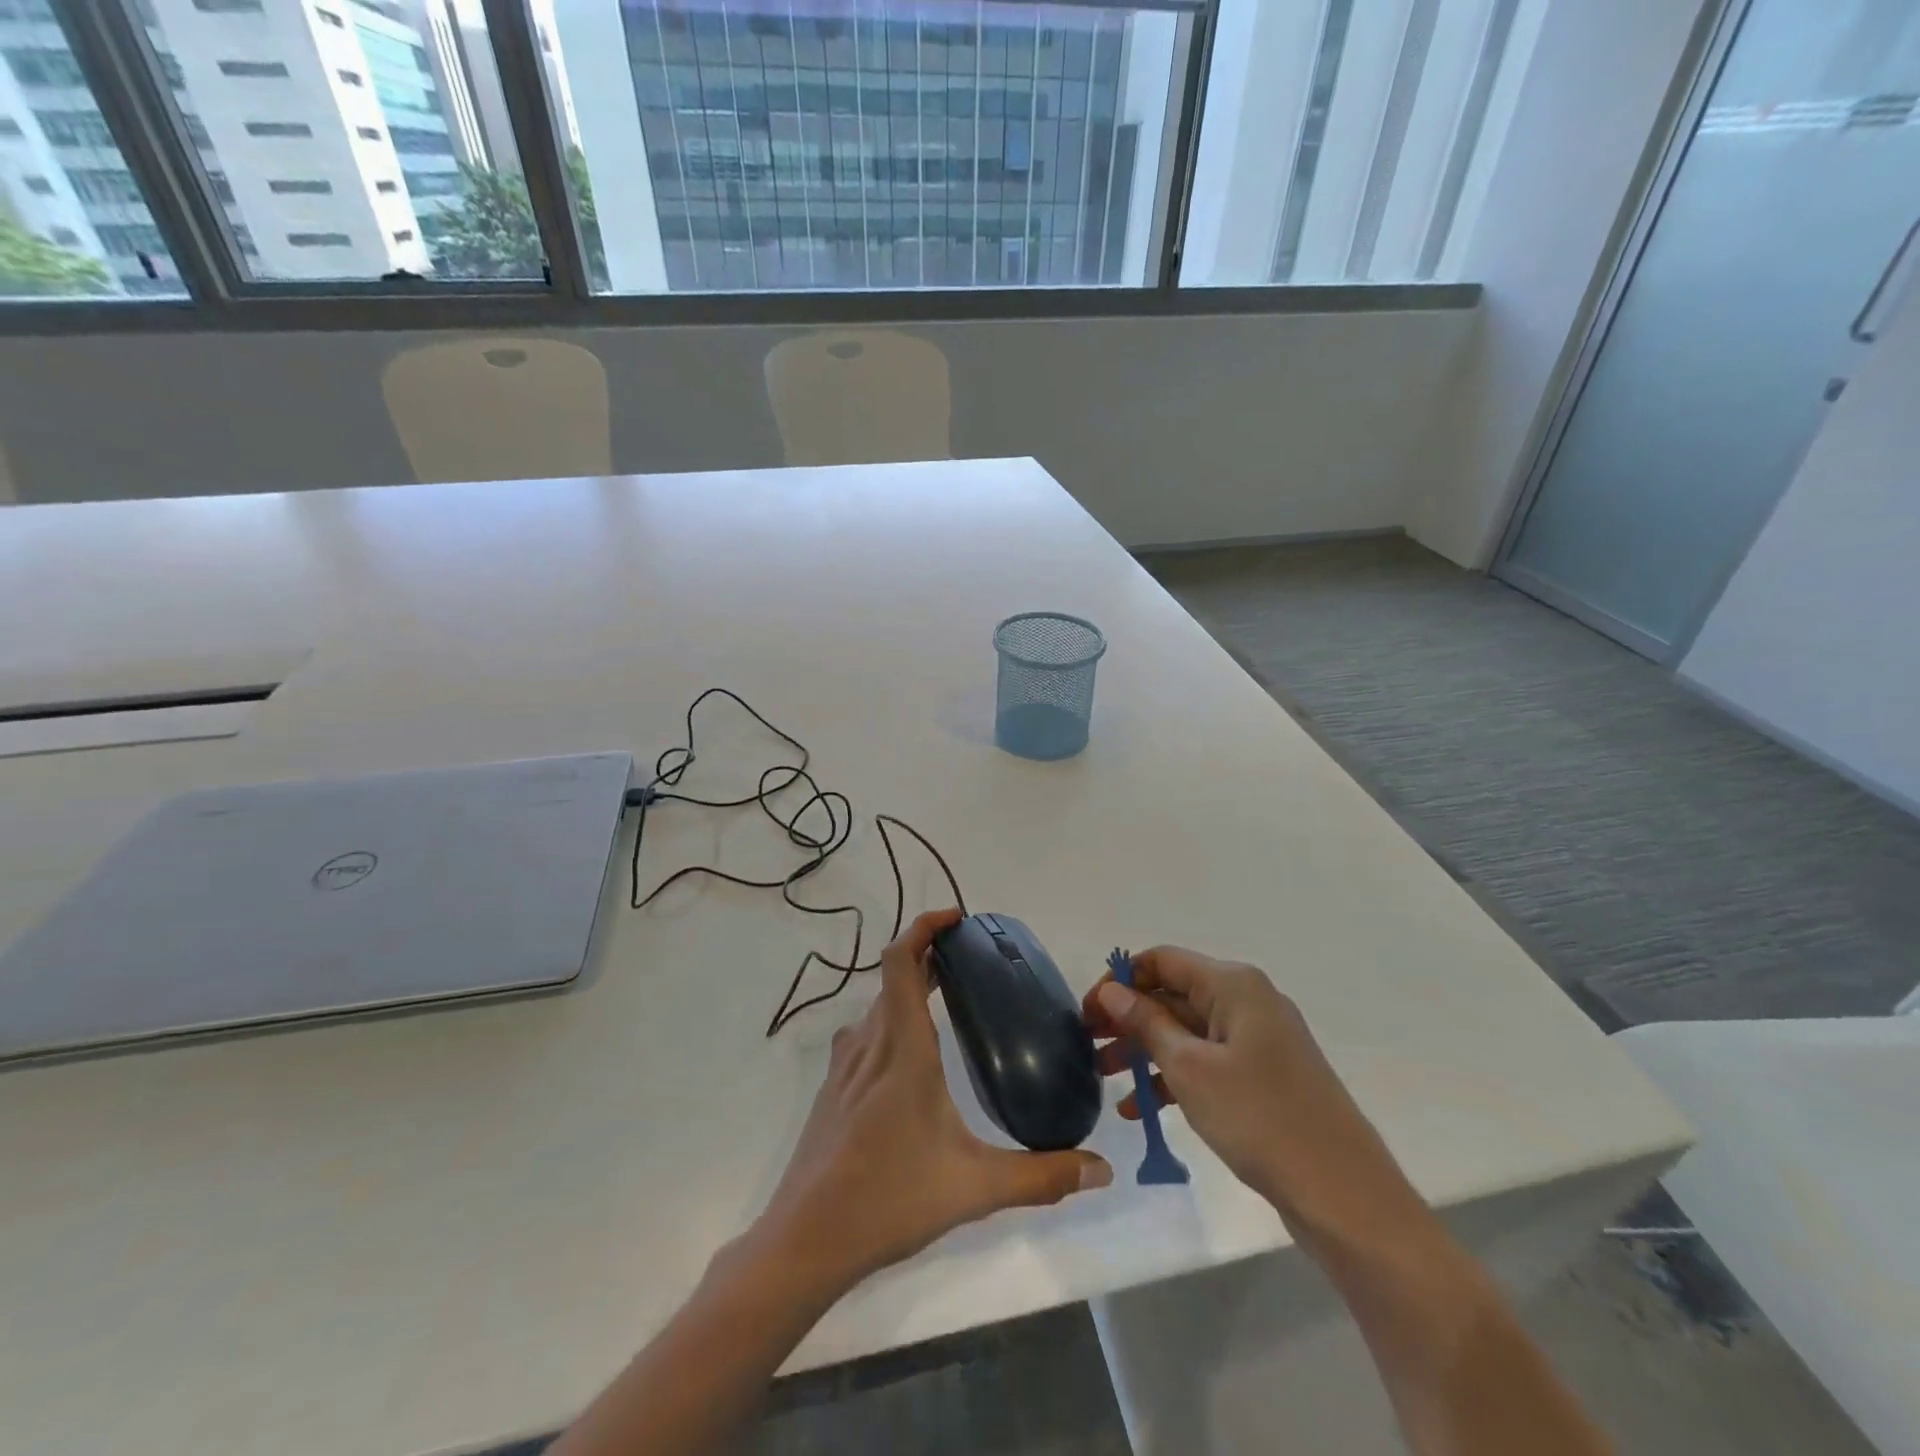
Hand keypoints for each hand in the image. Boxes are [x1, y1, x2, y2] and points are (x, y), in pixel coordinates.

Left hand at [744, 908, 1111, 1300]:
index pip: (901, 961)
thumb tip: (1102, 1169)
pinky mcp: (832, 1091)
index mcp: (902, 1047)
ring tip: (946, 1002)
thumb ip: (1041, 1176)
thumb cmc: (889, 1199)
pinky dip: (890, 1022)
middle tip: (969, 963)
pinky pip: (864, 1036)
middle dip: (928, 959)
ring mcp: (844, 1067)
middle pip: (893, 979)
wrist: (804, 1242)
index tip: (956, 920)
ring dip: (908, 992)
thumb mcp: (975, 1187)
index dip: (923, 928)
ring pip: (877, 1008)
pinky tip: (912, 1061)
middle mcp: (869, 1044)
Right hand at [1083, 947, 1425, 1246]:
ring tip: (1104, 1080)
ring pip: (1187, 1032)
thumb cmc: (1260, 1118)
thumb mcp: (1190, 1068)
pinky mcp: (1263, 1078)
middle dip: (1129, 1019)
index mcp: (1233, 985)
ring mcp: (1258, 1042)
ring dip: (1145, 1051)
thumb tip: (1112, 991)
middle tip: (1087, 1047)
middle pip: (1173, 995)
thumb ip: (1147, 1023)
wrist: (1345, 1196)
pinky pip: (1207, 1063)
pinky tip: (1140, 1108)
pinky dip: (1173, 1077)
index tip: (1087, 1013)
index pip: (1162, 961)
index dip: (1119, 981)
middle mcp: (1247, 1001)